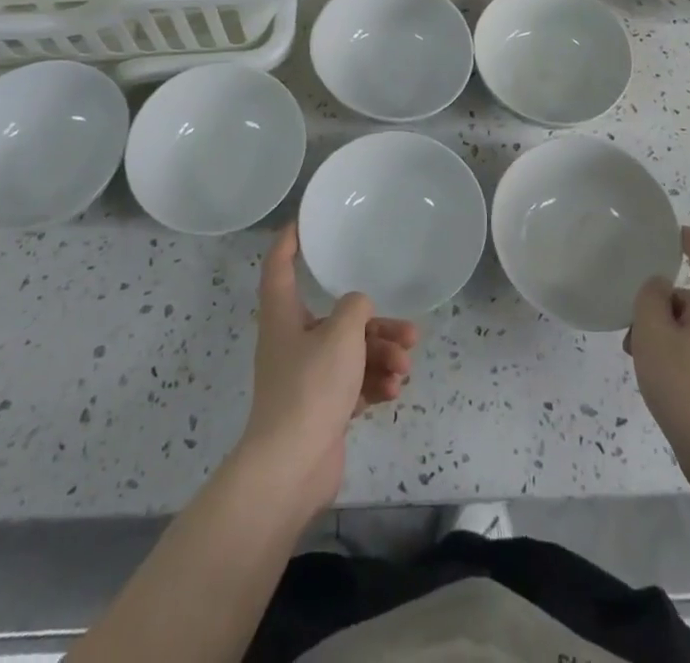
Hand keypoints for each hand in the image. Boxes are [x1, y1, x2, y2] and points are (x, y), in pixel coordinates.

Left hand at [236, 225, 418, 509]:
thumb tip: (358, 307)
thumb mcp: (341, 334)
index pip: (279, 266)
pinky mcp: (322, 407)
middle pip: (337, 318)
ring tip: (404, 367)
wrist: (291, 467)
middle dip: (376, 324)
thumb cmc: (310, 387)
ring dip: (382, 356)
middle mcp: (293, 341)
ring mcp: (307, 377)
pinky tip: (394, 391)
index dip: (289, 241)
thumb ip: (356, 308)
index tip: (303, 222)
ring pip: (351, 352)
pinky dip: (374, 383)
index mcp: (284, 315)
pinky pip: (353, 383)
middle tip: (410, 332)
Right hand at [627, 227, 689, 497]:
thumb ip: (650, 298)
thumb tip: (660, 288)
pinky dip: (681, 349)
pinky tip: (661, 378)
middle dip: (662, 300)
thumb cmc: (688, 388)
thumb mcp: (652, 335)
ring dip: (667, 329)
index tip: (670, 233)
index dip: (688, 239)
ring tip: (638, 356)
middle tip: (632, 322)